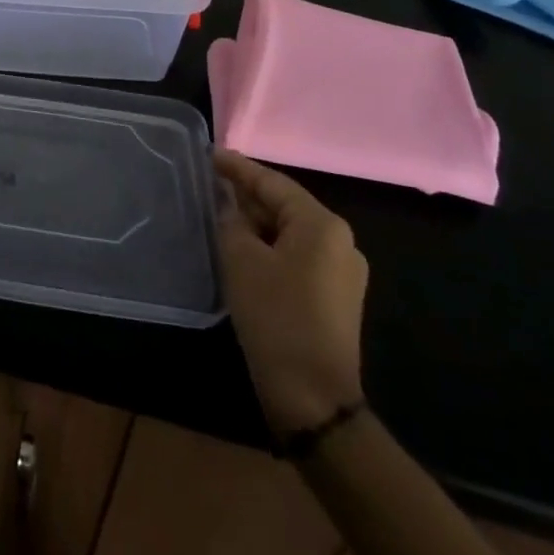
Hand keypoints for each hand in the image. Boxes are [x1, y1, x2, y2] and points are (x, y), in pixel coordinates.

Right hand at [215, 149, 367, 435]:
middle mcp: (340, 241)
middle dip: (247, 196)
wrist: (314, 400)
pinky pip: (298, 257)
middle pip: (285, 206)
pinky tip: (244, 251)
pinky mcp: (336, 299)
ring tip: (221, 215)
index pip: (272, 182)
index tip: (210, 154)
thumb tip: (231, 207)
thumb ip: (232, 221)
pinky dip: (270, 248)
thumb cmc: (276, 317)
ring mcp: (343, 272)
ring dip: (257, 225)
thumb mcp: (241, 260)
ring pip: (290, 233)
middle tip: (210, 185)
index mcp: (322, 224)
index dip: (238, 168)